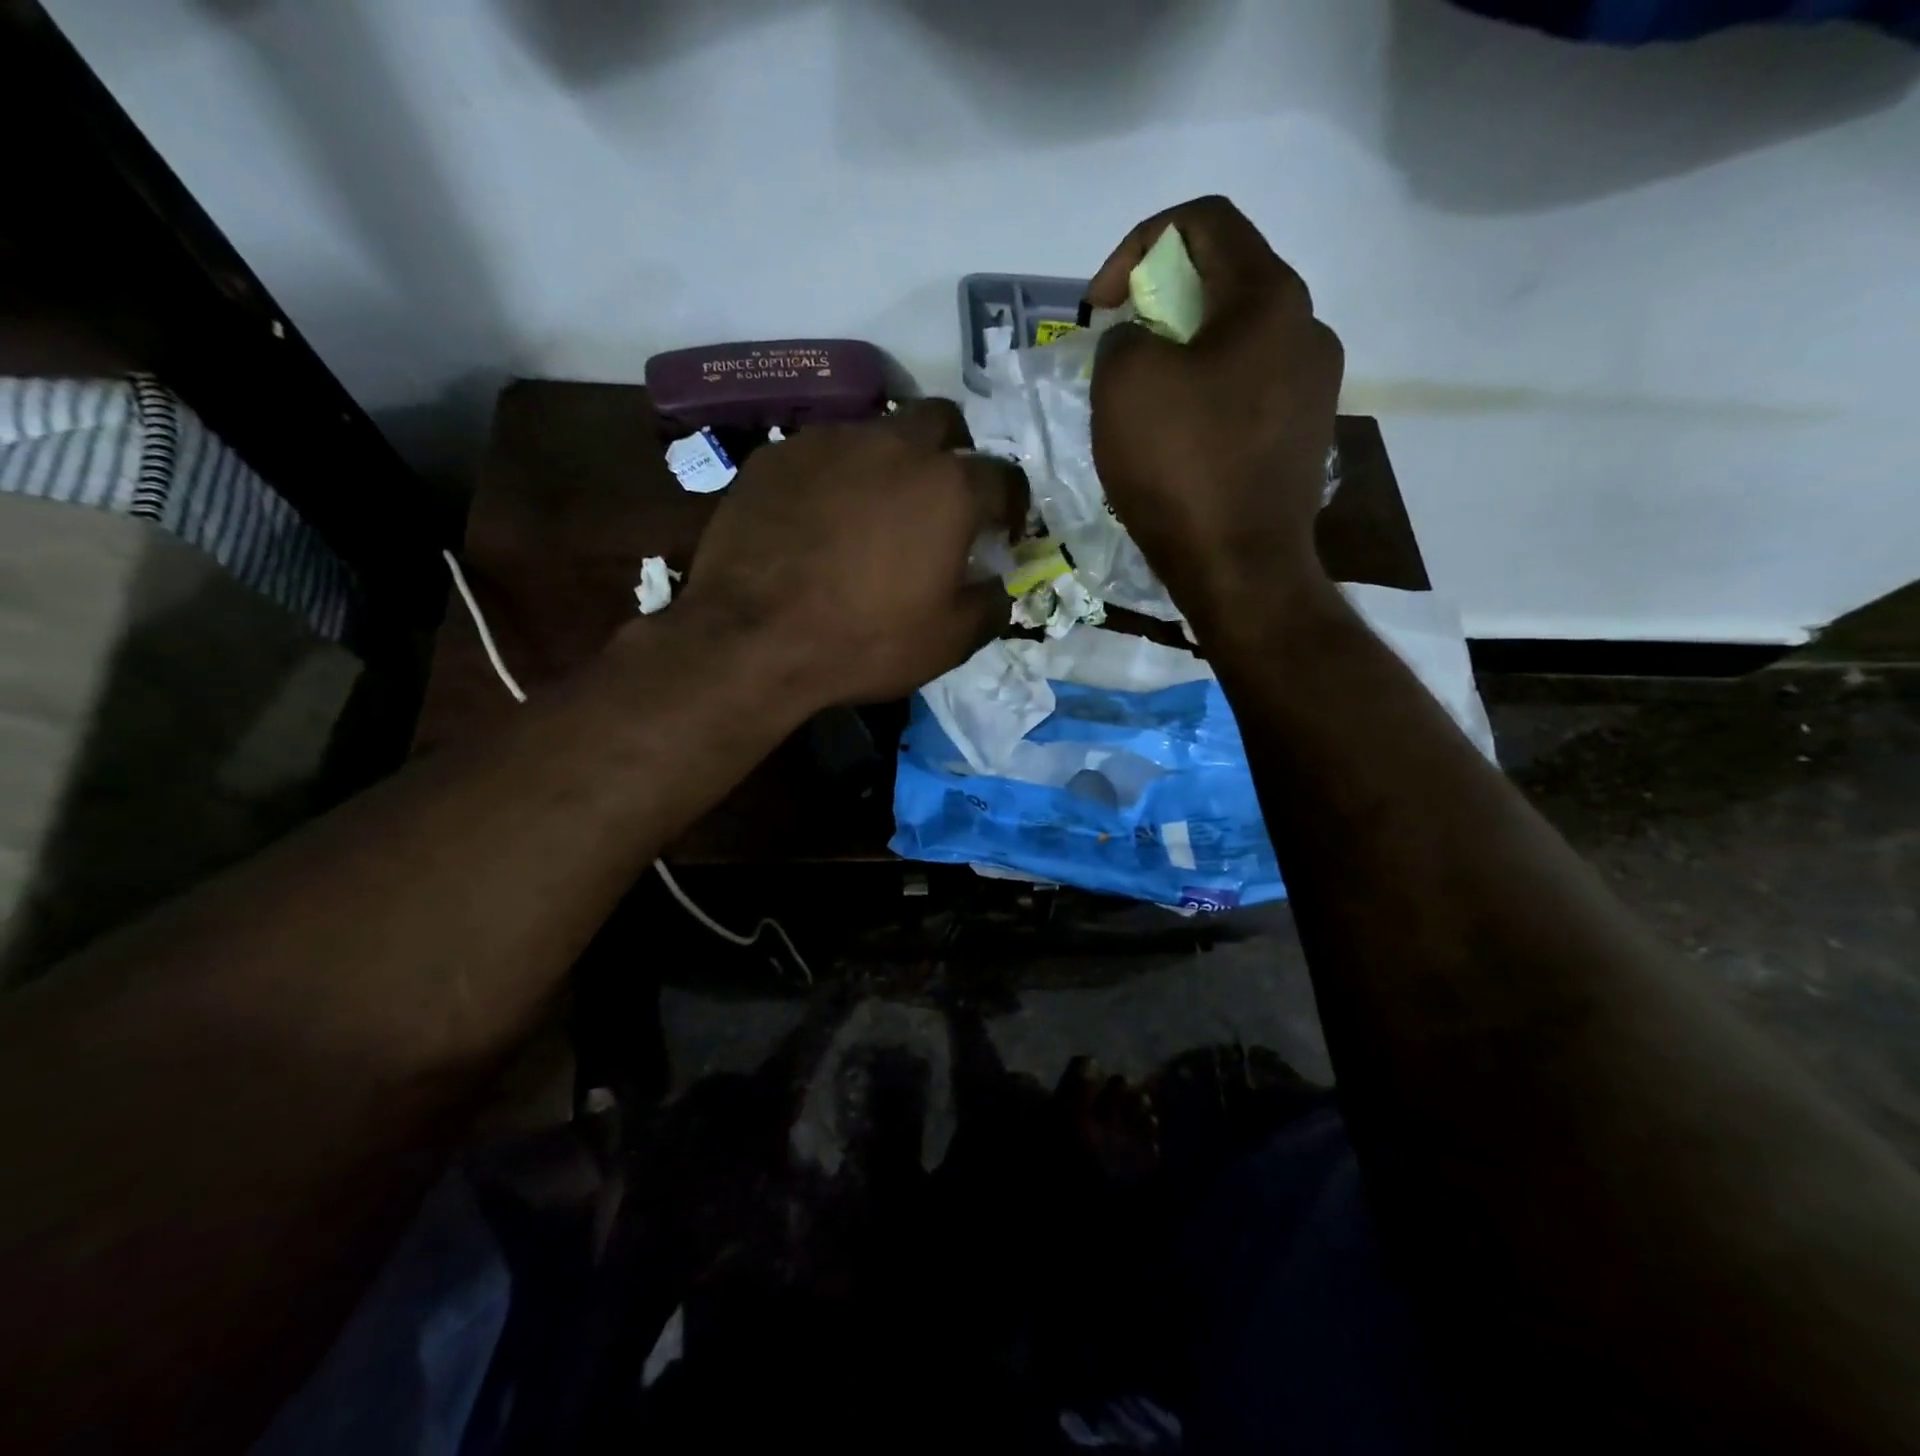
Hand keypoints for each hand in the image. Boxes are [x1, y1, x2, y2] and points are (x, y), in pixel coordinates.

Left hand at [674, 399, 1027, 706]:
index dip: (1011, 506)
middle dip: (954, 453)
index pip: (1004, 477)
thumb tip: (998, 585)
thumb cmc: (864, 640)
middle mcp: (894, 444)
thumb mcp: (948, 641)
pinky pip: (823, 452)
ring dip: (892, 460)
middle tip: (942, 499)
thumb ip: (990, 605)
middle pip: (943, 421)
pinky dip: (837, 475)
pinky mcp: (778, 454)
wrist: (752, 636)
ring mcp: (830, 441)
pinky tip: (821, 516)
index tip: (1001, 533)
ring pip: (878, 430)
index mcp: (948, 487)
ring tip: (875, 508)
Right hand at [1087, 196, 1344, 626]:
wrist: (1241, 570)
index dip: (1138, 245)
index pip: (1205, 221)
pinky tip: (1176, 442)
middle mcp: (1308, 330)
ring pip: (1235, 345)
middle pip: (1224, 284)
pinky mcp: (1303, 440)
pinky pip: (1245, 395)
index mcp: (1272, 297)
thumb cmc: (1184, 468)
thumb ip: (1123, 338)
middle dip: (1157, 308)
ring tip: (1141, 403)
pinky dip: (1204, 399)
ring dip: (1181, 357)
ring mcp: (1313, 390)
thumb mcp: (1125, 385)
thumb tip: (1140, 346)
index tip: (1100, 306)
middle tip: (1118, 353)